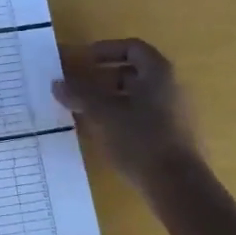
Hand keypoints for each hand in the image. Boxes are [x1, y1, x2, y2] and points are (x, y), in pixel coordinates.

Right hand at [53, 38, 200, 188]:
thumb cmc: (141, 139)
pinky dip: (121, 117)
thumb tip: (57, 83)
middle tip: (79, 87)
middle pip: (134, 73)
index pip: (132, 47)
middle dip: (103, 78)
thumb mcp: (104, 113)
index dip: (106, 50)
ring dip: (110, 99)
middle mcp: (171, 87)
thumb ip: (80, 94)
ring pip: (137, 97)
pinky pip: (143, 117)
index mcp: (158, 73)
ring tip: (85, 111)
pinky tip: (103, 133)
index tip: (83, 60)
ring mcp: (175, 113)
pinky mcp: (173, 137)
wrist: (178, 187)